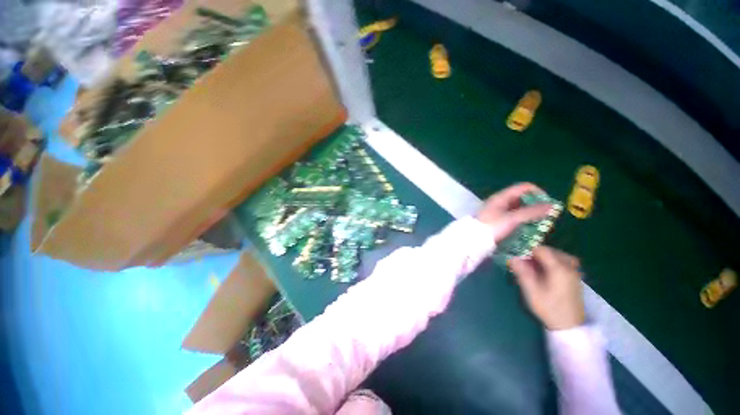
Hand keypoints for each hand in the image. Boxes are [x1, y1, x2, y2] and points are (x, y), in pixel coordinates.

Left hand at [476, 183, 552, 241]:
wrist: (473, 239)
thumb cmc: (491, 227)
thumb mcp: (512, 219)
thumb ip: (531, 212)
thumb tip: (552, 205)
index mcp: (501, 197)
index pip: (524, 187)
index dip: (538, 193)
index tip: (547, 205)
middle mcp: (500, 201)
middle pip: (522, 197)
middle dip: (536, 205)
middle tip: (546, 216)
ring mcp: (498, 210)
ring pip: (519, 208)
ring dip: (530, 214)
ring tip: (540, 224)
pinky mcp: (498, 220)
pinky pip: (514, 216)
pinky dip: (523, 220)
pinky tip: (529, 228)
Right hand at [510, 246, 584, 329]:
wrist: (569, 326)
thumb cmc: (549, 308)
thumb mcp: (531, 291)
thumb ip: (522, 272)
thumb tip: (513, 257)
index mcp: (558, 268)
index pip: (542, 249)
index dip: (528, 250)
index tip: (518, 257)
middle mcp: (569, 267)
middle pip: (551, 251)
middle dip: (536, 253)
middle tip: (525, 262)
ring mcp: (574, 272)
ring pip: (559, 255)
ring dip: (546, 257)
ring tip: (535, 265)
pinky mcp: (575, 278)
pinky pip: (565, 262)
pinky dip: (554, 262)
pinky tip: (547, 271)